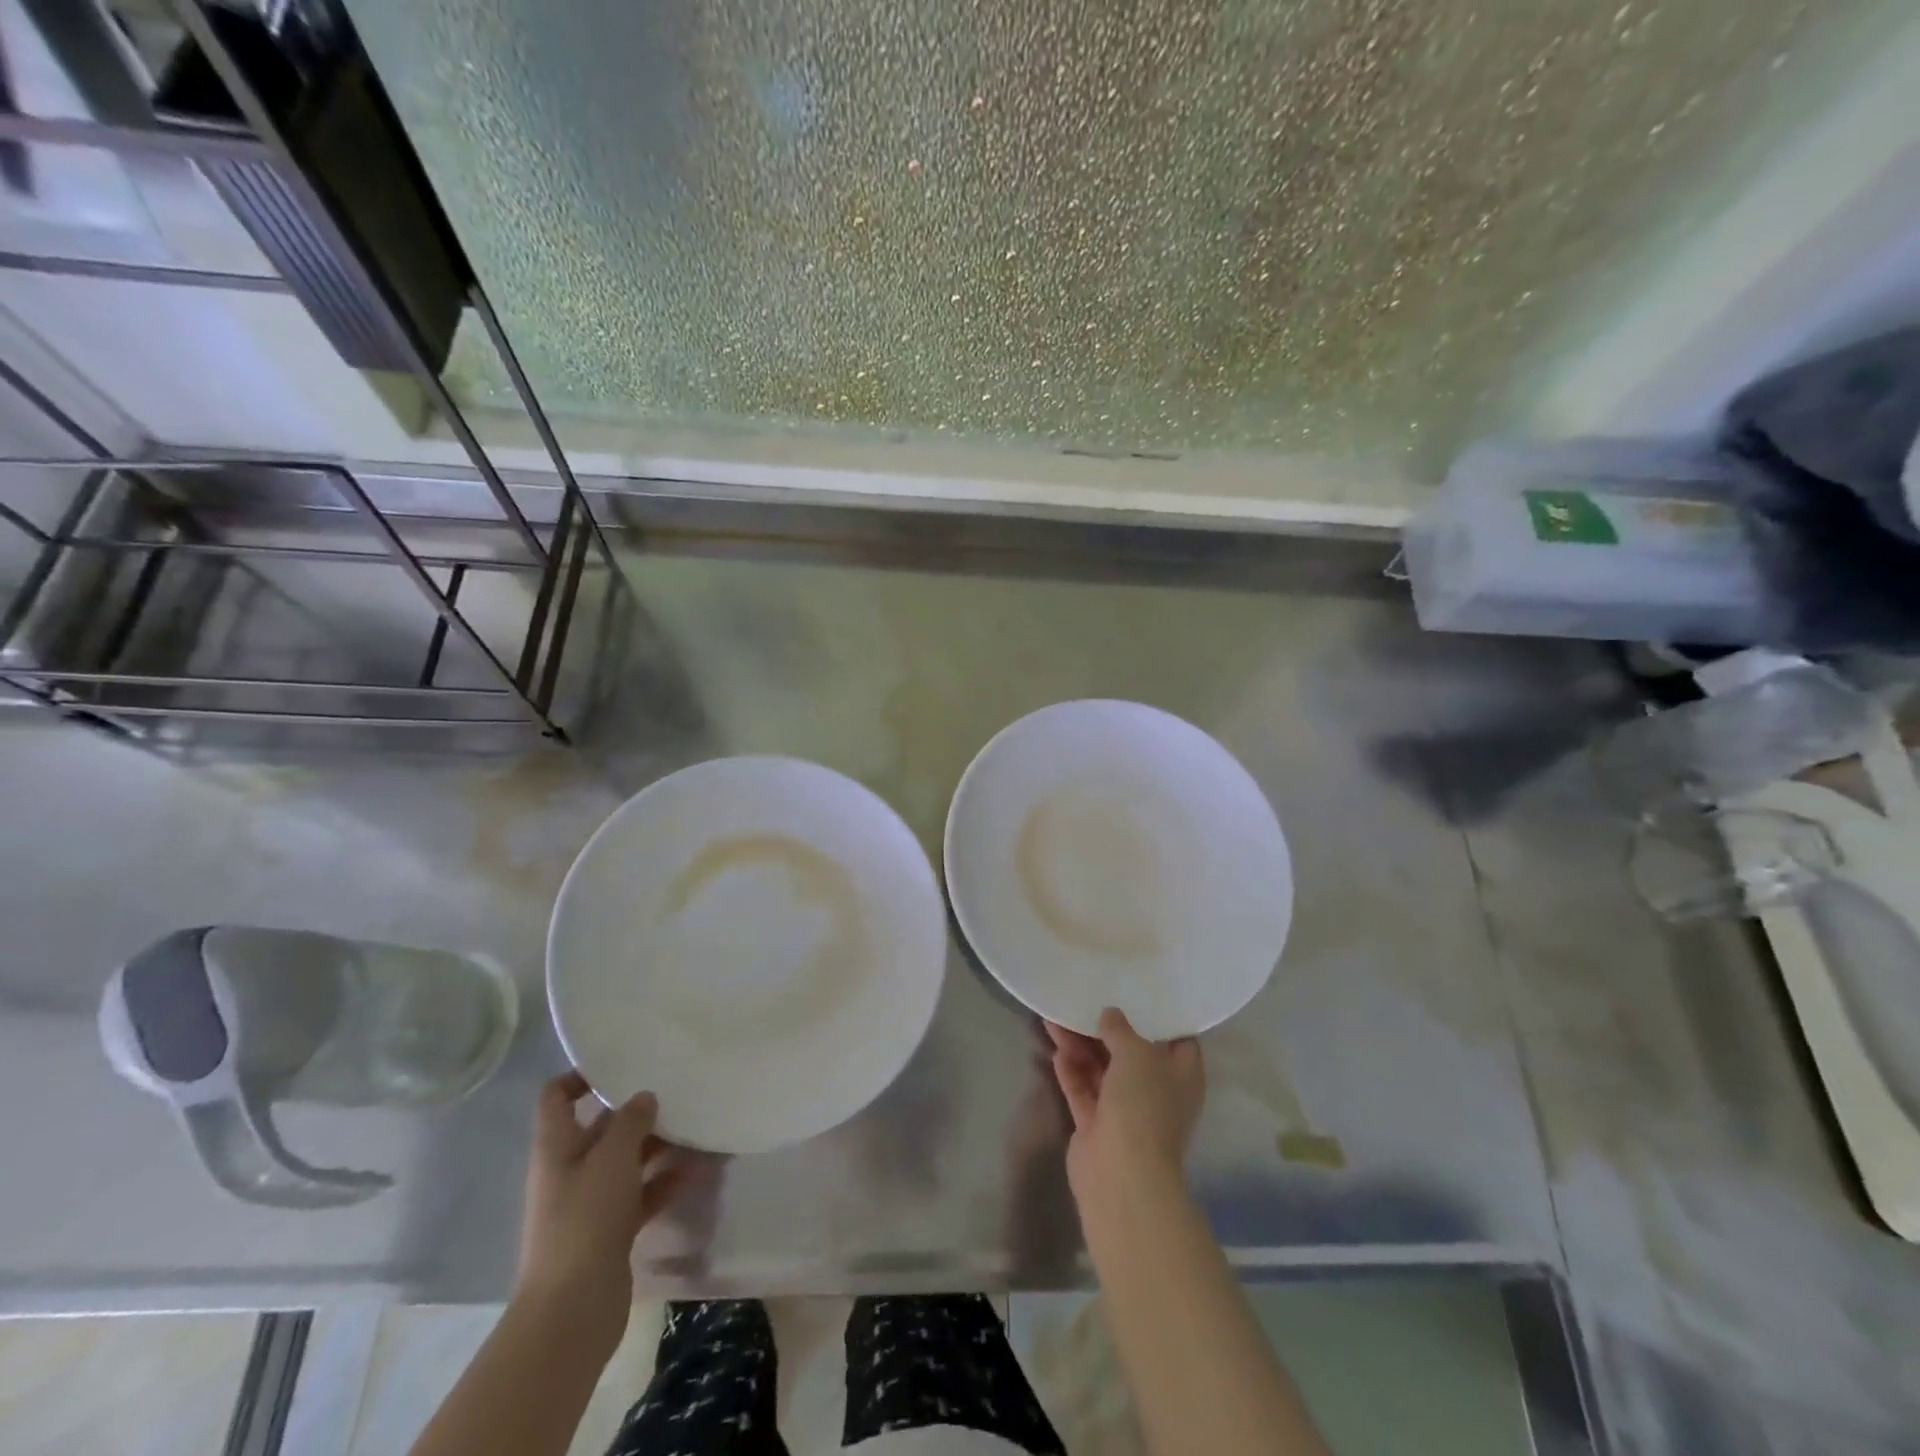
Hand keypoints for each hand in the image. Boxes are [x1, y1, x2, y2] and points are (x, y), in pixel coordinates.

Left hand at [514, 1071, 685, 1356]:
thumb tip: (644, 1097)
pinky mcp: (610, 1231)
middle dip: (637, 1112)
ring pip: (627, 1161)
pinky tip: (698, 1170)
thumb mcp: (612, 1158)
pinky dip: (665, 1181)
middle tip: (678, 1091)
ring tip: (698, 1128)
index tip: (621, 1063)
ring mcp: (590, 1202)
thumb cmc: (584, 1220)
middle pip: (601, 1127)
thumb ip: (632, 1120)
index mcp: (557, 1147)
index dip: (581, 1075)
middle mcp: (570, 1169)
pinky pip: (641, 1194)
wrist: (572, 1311)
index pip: (556, 1096)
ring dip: (659, 1146)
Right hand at [1046, 1008, 1204, 1208]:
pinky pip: (1083, 1089)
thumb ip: (1121, 1029)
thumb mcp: (1136, 1053)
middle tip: (1085, 997)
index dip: (1160, 1014)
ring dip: (1080, 1045)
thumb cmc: (1143, 1106)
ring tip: (1055, 1018)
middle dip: (1107, 1028)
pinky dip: (1071, 1071)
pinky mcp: (1097, 1124)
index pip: (1177, 1038)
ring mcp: (1125, 1109)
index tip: (1138, 988)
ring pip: (1101, 1068)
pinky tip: (1056, 1050)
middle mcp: (1156, 1090)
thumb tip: (1110, 1015)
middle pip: (1131, 1051)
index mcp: (1181, 1075)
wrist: (1121, 1175)